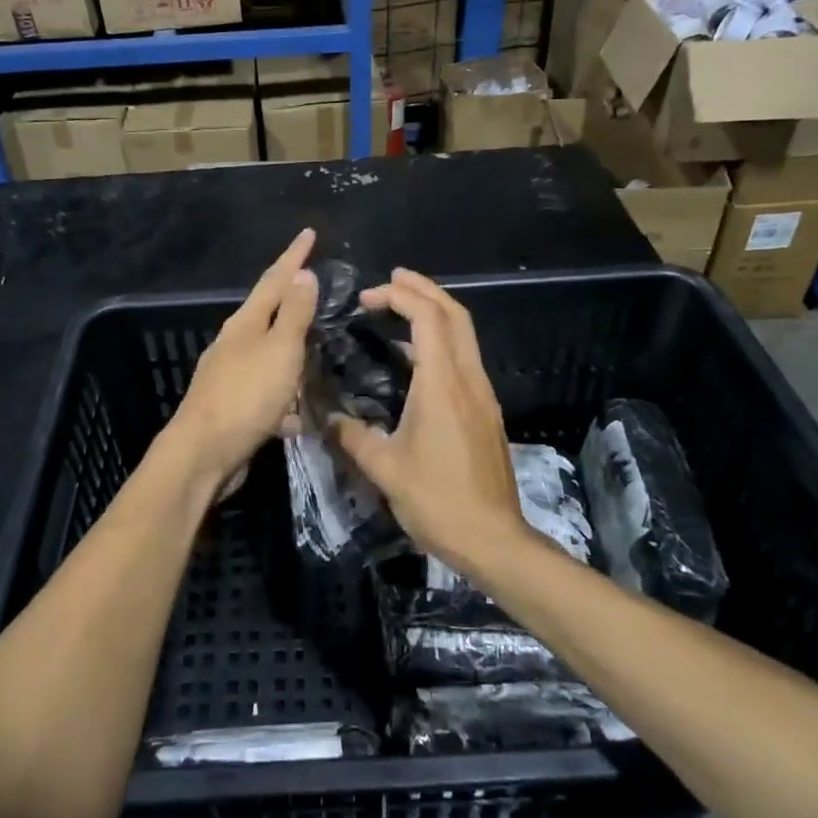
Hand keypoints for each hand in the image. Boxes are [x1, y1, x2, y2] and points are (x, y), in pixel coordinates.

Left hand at [166, 229, 318, 484]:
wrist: (204, 453)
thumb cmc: (246, 395)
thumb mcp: (279, 349)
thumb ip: (293, 314)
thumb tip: (301, 273)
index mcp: (245, 323)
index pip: (274, 280)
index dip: (294, 256)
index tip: (309, 233)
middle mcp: (234, 343)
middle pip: (267, 313)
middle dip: (291, 299)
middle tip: (316, 286)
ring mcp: (230, 376)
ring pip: (268, 354)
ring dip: (291, 349)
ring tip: (316, 346)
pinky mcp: (234, 407)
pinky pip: (267, 391)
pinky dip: (285, 394)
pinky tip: (300, 410)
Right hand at [331, 269, 530, 577]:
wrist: (493, 539)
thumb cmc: (437, 500)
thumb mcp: (384, 469)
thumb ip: (351, 436)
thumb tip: (324, 417)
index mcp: (442, 384)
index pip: (428, 318)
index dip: (399, 296)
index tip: (367, 297)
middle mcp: (468, 379)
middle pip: (455, 314)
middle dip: (424, 289)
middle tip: (392, 279)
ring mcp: (482, 394)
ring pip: (464, 335)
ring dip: (435, 313)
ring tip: (400, 309)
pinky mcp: (486, 411)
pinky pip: (464, 359)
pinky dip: (441, 341)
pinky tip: (415, 358)